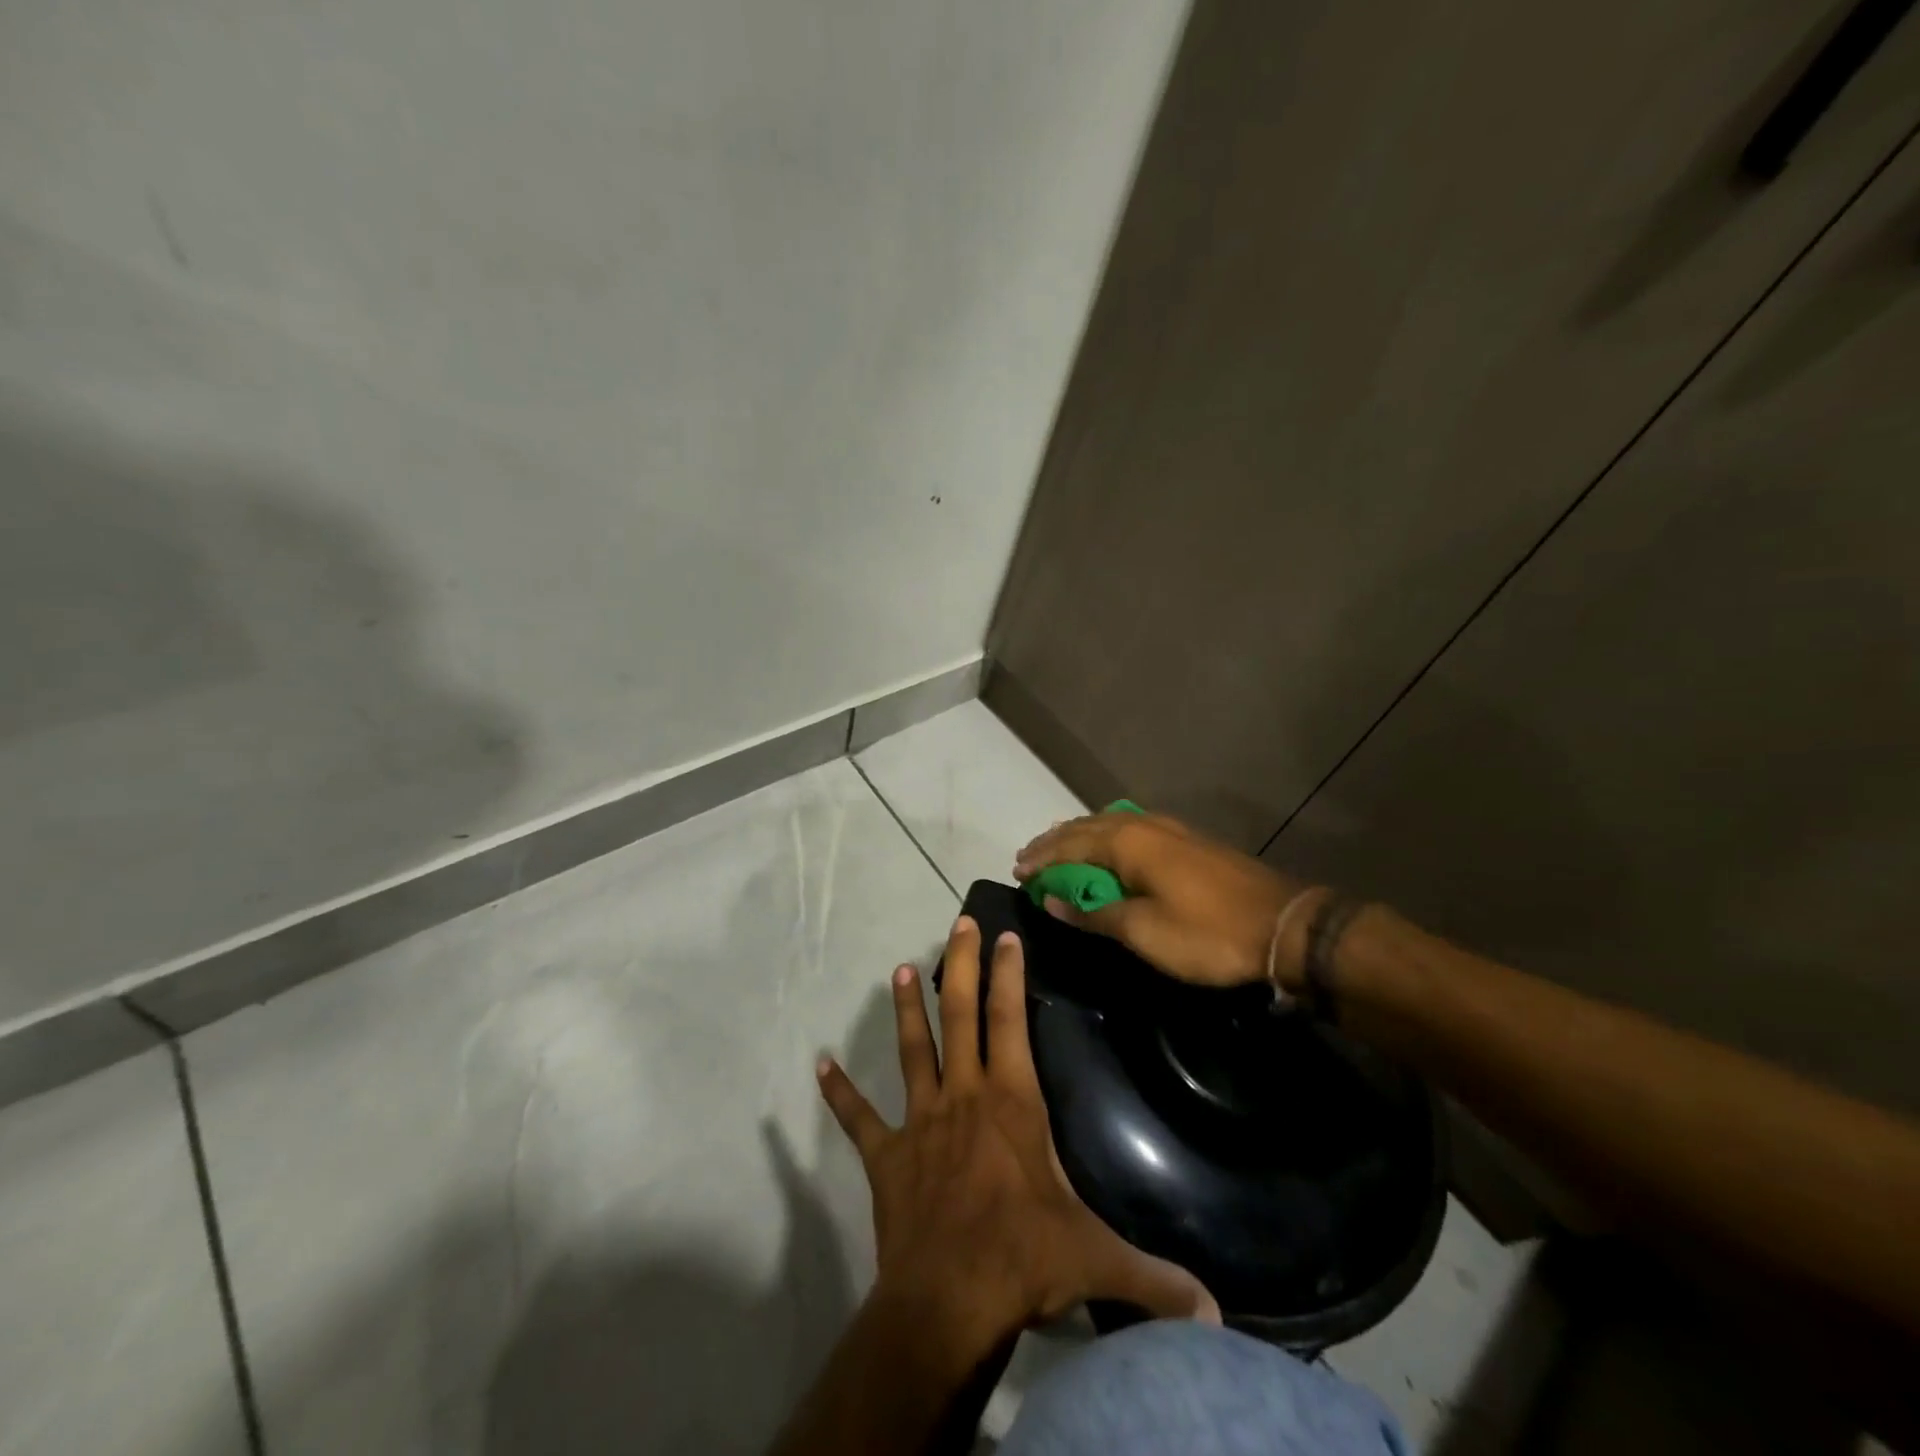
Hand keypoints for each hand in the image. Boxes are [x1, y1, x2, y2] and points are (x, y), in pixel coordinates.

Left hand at [816, 916, 1218, 1363]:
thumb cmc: (1023, 1260)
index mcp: (1010, 1100)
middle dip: (960, 965)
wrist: (947, 1301)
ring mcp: (919, 1121)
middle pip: (959, 1015)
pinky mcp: (886, 1156)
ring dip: (906, 1009)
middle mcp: (963, 1095)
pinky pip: (858, 1118)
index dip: (1008, 974)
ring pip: (912, 1050)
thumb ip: (1155, 1277)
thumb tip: (1216, 1313)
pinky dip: (839, 1092)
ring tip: (900, 970)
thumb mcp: (1097, 1260)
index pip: (1011, 1019)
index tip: (1005, 934)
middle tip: (957, 923)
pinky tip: (819, 1065)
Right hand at [1015, 811, 1315, 990]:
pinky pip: (1131, 829)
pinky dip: (1106, 838)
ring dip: (1080, 836)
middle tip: (1030, 856)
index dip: (1042, 860)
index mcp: (1127, 843)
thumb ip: (1094, 914)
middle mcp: (1143, 825)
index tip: (1017, 871)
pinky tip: (1108, 848)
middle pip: (1087, 827)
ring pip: (1110, 823)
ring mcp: (1169, 829)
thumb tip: (1053, 901)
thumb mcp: (1143, 932)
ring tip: (1060, 848)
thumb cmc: (1207, 934)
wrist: (1284, 926)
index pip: (1069, 846)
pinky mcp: (1188, 841)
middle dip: (1055, 842)